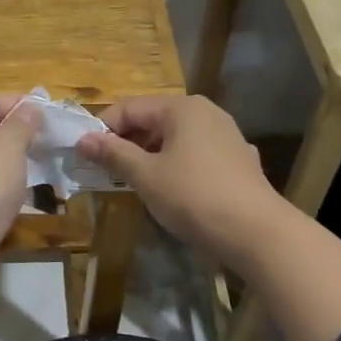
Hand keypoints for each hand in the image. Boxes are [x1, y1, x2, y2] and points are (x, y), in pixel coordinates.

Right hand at [75, 95, 288, 260]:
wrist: (257, 233)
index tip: (84, 155)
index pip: (130, 107)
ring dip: (150, 155)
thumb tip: (82, 139)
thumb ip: (113, 154)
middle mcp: (206, 112)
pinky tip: (172, 190)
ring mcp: (226, 135)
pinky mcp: (238, 160)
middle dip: (126, 142)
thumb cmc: (194, 197)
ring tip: (133, 181)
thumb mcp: (146, 176)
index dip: (103, 129)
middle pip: (154, 120)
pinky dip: (176, 165)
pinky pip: (196, 154)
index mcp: (182, 107)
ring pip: (176, 138)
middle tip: (104, 170)